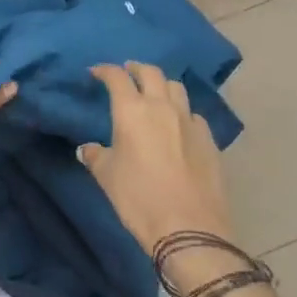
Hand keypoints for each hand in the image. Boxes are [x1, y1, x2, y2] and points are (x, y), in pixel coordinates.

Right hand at [79, 62, 234, 253]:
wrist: (189, 228)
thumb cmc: (139, 199)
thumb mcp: (107, 178)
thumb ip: (96, 156)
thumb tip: (87, 149)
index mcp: (132, 110)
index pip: (117, 77)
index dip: (105, 70)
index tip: (96, 72)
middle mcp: (162, 107)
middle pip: (151, 72)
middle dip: (136, 68)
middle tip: (127, 73)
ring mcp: (189, 121)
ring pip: (176, 87)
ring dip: (162, 85)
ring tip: (155, 94)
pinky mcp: (209, 139)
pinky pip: (194, 114)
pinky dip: (182, 112)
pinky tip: (179, 126)